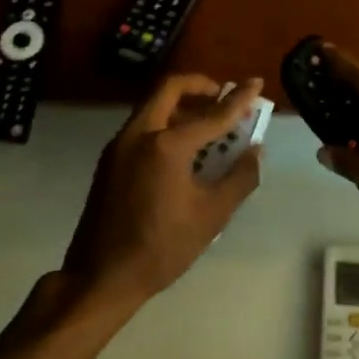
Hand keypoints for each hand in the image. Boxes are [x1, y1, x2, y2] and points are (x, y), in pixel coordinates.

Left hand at [57, 74, 264, 319]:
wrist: (101, 276)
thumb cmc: (162, 247)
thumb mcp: (212, 215)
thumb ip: (239, 177)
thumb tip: (255, 150)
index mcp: (166, 145)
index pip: (212, 114)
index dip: (239, 99)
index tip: (256, 82)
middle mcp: (139, 134)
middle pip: (170, 89)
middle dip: (200, 86)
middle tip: (222, 96)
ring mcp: (119, 146)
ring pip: (153, 106)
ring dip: (182, 105)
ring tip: (208, 124)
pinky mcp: (110, 160)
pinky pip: (142, 126)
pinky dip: (165, 123)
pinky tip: (183, 149)